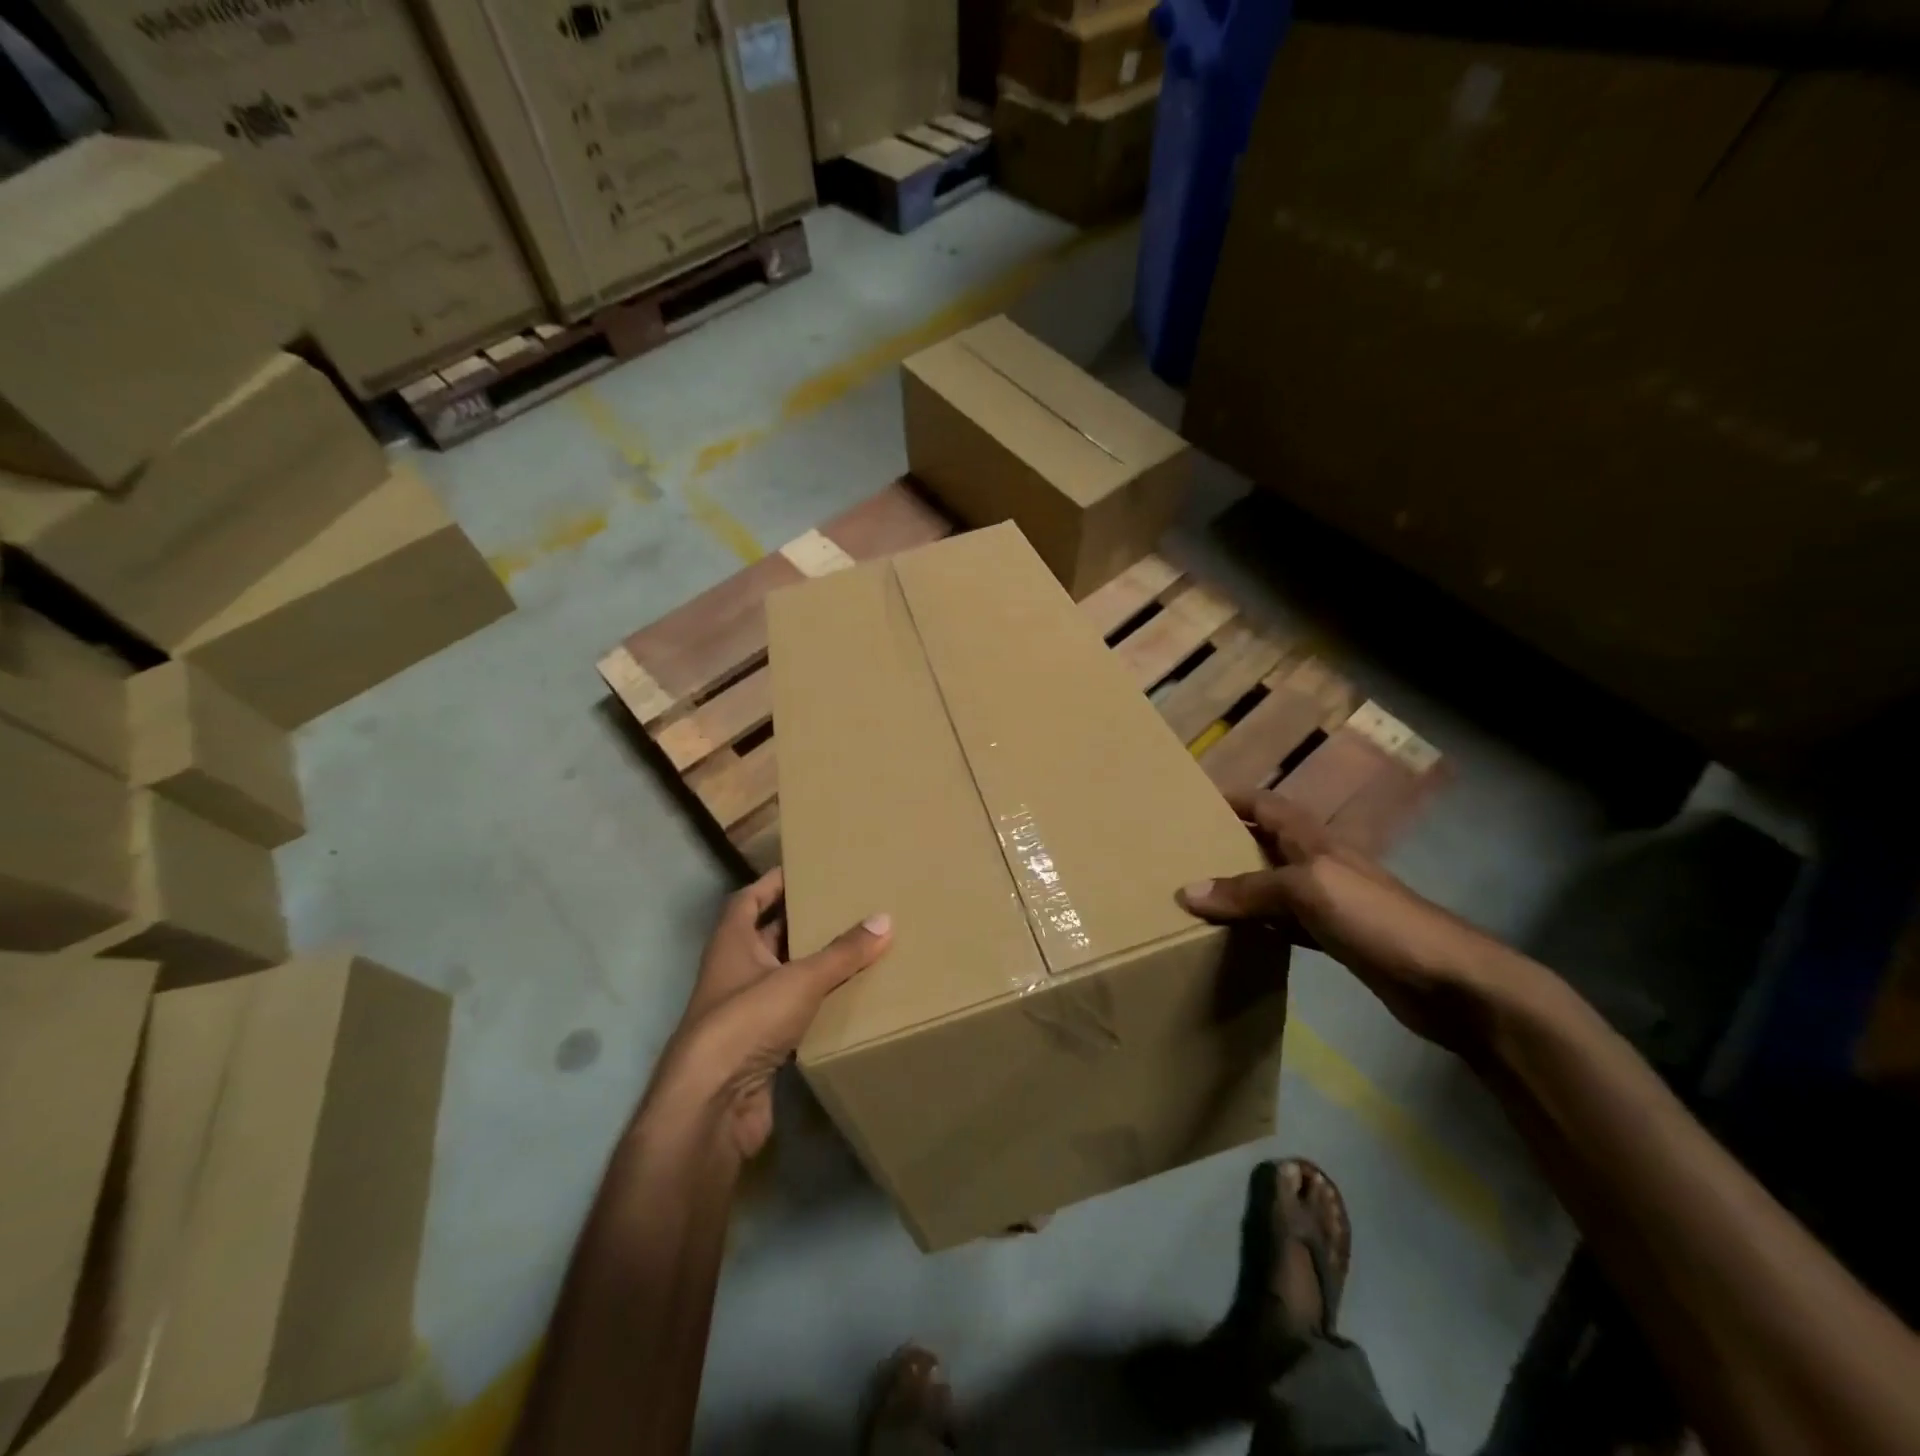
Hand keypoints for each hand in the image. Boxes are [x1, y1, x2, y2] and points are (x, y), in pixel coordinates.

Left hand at [655, 868, 890, 1159]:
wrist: (711, 1106)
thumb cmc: (745, 1022)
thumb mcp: (800, 979)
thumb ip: (842, 952)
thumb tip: (885, 919)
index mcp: (731, 944)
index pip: (748, 900)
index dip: (772, 883)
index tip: (805, 869)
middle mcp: (733, 973)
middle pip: (767, 938)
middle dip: (801, 923)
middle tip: (843, 907)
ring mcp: (743, 1014)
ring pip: (782, 978)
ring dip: (811, 966)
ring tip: (855, 948)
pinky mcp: (758, 1049)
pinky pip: (792, 1016)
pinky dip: (816, 1006)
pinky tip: (848, 1000)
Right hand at [1177, 790, 1528, 1055]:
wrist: (1448, 980)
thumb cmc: (1376, 917)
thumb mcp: (1307, 890)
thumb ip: (1248, 890)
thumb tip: (1186, 891)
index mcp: (1313, 840)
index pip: (1266, 805)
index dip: (1233, 799)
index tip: (1191, 802)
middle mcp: (1319, 863)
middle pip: (1266, 842)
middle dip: (1228, 841)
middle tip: (1183, 851)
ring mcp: (1330, 902)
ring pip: (1273, 884)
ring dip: (1240, 885)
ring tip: (1198, 891)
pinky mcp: (1337, 938)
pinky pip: (1285, 923)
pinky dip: (1260, 924)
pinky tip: (1238, 935)